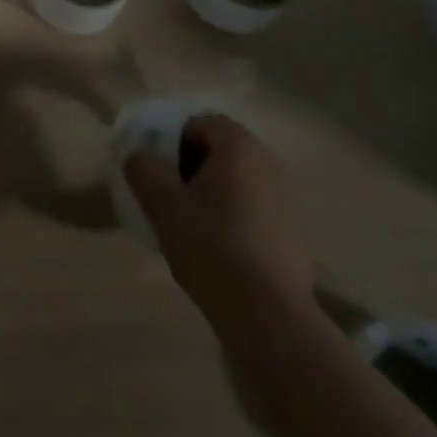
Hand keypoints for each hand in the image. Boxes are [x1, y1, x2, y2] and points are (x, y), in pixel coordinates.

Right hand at [125, 113, 315, 329]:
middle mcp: (270, 165)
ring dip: (216, 192)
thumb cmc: (210, 245)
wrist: (267, 314)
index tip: (160, 167)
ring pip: (241, 181)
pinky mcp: (295, 235)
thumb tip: (140, 156)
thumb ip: (144, 169)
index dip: (176, 138)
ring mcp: (288, 201)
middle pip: (225, 150)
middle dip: (195, 164)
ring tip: (193, 223)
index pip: (204, 122)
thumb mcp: (162, 204)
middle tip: (172, 193)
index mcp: (239, 149)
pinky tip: (221, 249)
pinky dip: (237, 217)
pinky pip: (257, 210)